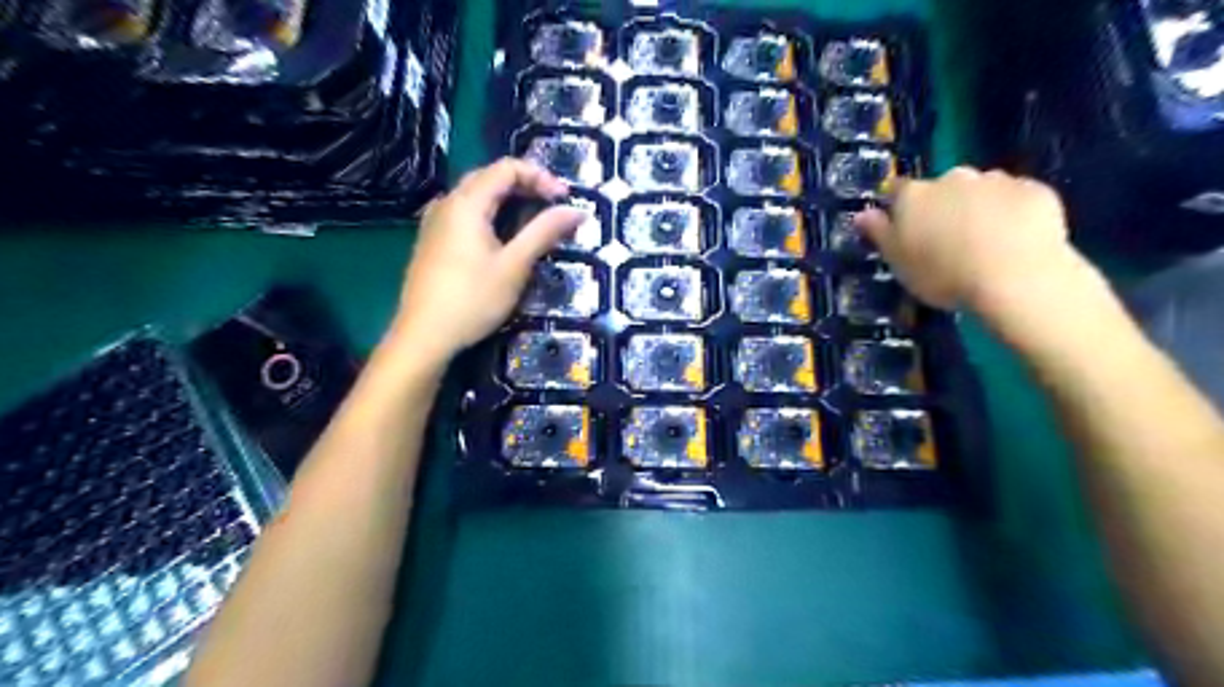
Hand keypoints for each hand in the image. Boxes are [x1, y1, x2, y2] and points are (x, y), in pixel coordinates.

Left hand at [388, 157, 583, 364]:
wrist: (423, 336)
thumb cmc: (472, 300)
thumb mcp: (515, 266)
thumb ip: (544, 232)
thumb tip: (577, 211)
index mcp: (466, 203)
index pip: (507, 168)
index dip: (540, 176)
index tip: (564, 200)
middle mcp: (447, 203)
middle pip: (489, 177)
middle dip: (525, 185)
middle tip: (552, 207)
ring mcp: (434, 222)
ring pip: (475, 196)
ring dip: (507, 200)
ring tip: (532, 221)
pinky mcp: (431, 242)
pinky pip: (464, 214)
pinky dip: (489, 215)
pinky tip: (500, 238)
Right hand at [852, 167, 1082, 317]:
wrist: (1016, 277)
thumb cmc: (942, 274)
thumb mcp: (898, 261)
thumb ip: (879, 233)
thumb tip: (862, 214)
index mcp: (914, 196)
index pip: (897, 191)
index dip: (899, 208)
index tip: (904, 229)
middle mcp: (953, 178)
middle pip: (942, 188)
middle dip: (943, 206)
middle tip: (947, 241)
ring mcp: (997, 181)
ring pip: (981, 190)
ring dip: (978, 208)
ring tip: (985, 243)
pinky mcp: (1036, 191)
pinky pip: (1017, 198)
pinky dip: (1013, 213)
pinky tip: (1015, 240)